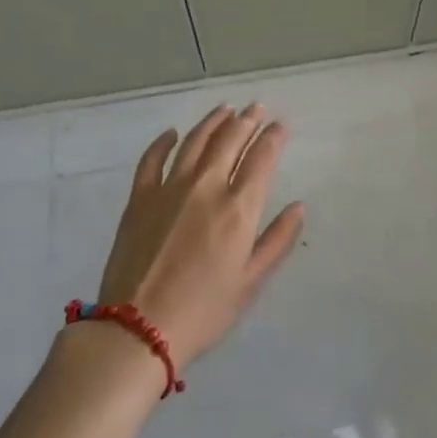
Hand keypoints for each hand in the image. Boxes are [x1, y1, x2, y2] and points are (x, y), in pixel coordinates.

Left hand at [93, 104, 302, 371]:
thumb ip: (277, 241)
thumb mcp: (250, 282)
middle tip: (256, 107)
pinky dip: (163, 142)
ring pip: (195, 141)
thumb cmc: (203, 311)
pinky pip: (152, 159)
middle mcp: (206, 187)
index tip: (280, 125)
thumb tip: (298, 207)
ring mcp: (169, 188)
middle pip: (230, 140)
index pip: (262, 158)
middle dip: (247, 120)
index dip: (273, 137)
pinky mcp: (140, 198)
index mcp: (238, 208)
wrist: (138, 329)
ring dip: (213, 121)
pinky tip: (172, 133)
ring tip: (225, 109)